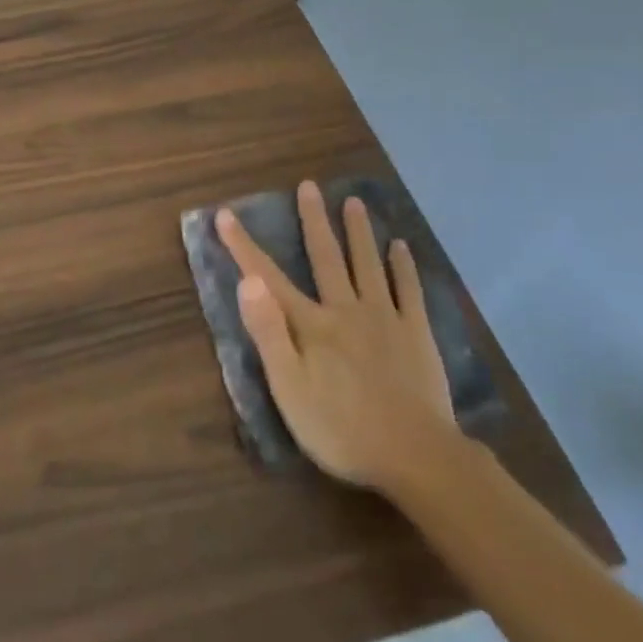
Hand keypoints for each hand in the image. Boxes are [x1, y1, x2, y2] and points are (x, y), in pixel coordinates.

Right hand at [216, 182, 459, 495]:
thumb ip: (268, 332)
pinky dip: (403, 266)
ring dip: (358, 232)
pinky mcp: (417, 333)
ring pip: (368, 265)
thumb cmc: (340, 428)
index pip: (269, 277)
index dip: (244, 246)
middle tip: (308, 186)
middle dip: (313, 221)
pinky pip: (410, 290)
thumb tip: (248, 281)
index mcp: (311, 324)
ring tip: (353, 201)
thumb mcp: (288, 387)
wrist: (414, 455)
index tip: (226, 214)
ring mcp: (386, 318)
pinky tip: (401, 246)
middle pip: (327, 257)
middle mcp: (346, 309)